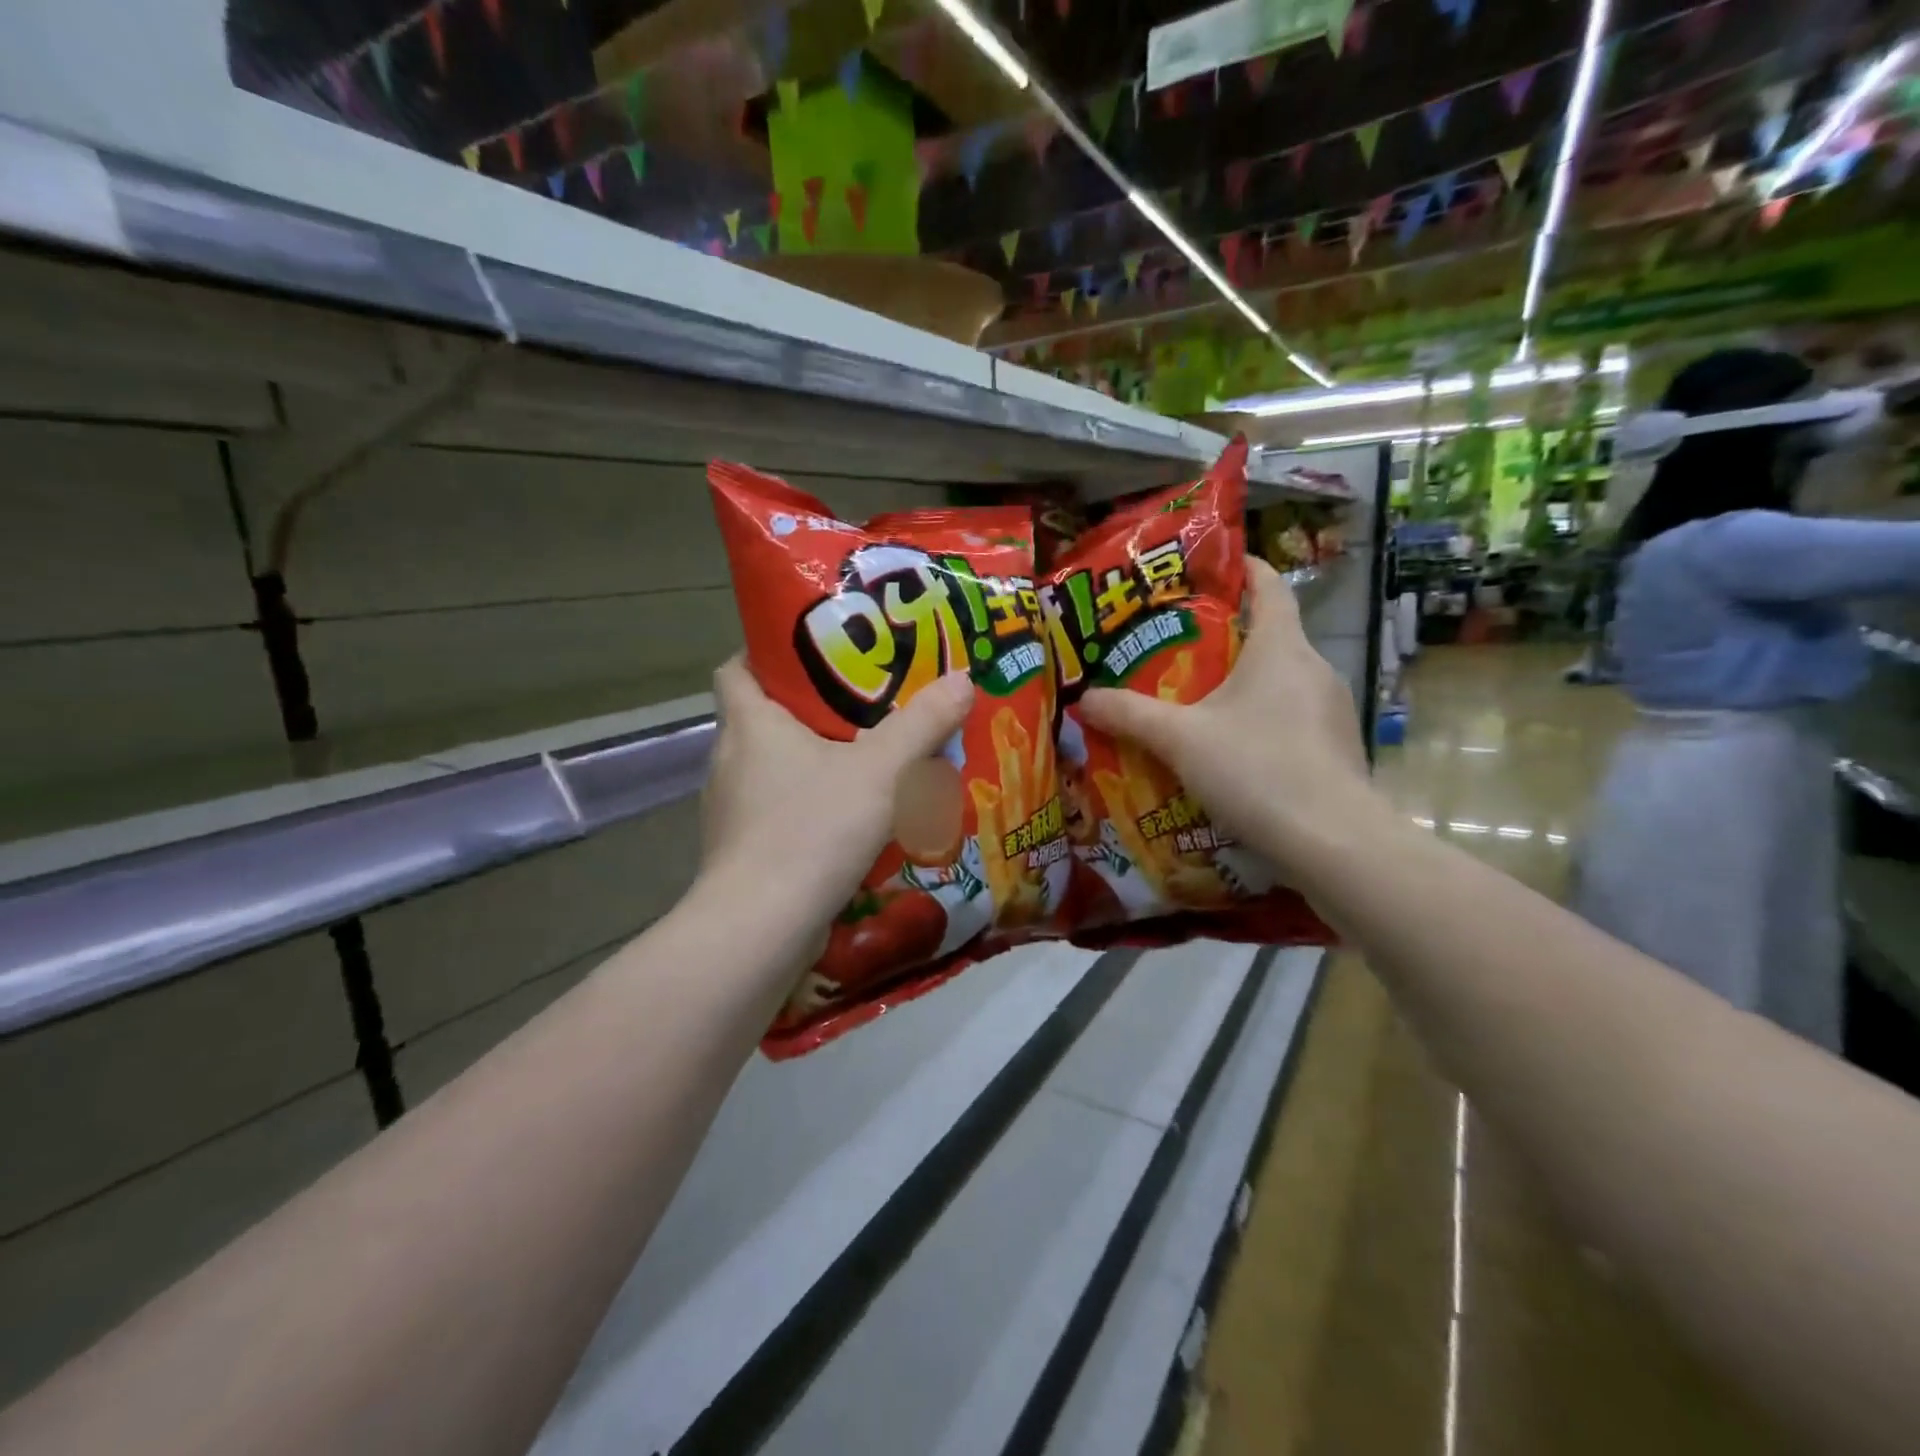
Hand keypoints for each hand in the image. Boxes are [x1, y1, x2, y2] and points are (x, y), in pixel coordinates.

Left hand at [699, 657, 975, 926]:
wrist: (762, 929)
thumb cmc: (812, 829)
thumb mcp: (881, 771)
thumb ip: (923, 724)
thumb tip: (962, 679)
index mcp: (749, 725)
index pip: (737, 668)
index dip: (768, 654)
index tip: (815, 656)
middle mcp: (730, 761)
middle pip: (763, 718)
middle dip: (811, 711)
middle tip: (866, 706)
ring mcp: (733, 811)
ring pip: (774, 770)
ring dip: (814, 764)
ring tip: (867, 763)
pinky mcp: (744, 852)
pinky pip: (780, 814)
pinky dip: (811, 809)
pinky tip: (852, 821)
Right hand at [1078, 557, 1382, 878]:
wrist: (1332, 842)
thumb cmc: (1255, 768)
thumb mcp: (1180, 739)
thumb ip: (1129, 715)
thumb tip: (1084, 698)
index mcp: (1282, 648)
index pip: (1269, 586)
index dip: (1243, 567)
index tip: (1212, 566)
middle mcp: (1314, 668)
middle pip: (1271, 635)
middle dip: (1227, 637)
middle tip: (1177, 648)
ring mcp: (1333, 710)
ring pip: (1282, 681)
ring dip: (1244, 685)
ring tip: (1198, 703)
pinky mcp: (1337, 748)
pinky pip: (1292, 718)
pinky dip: (1262, 721)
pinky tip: (1232, 752)